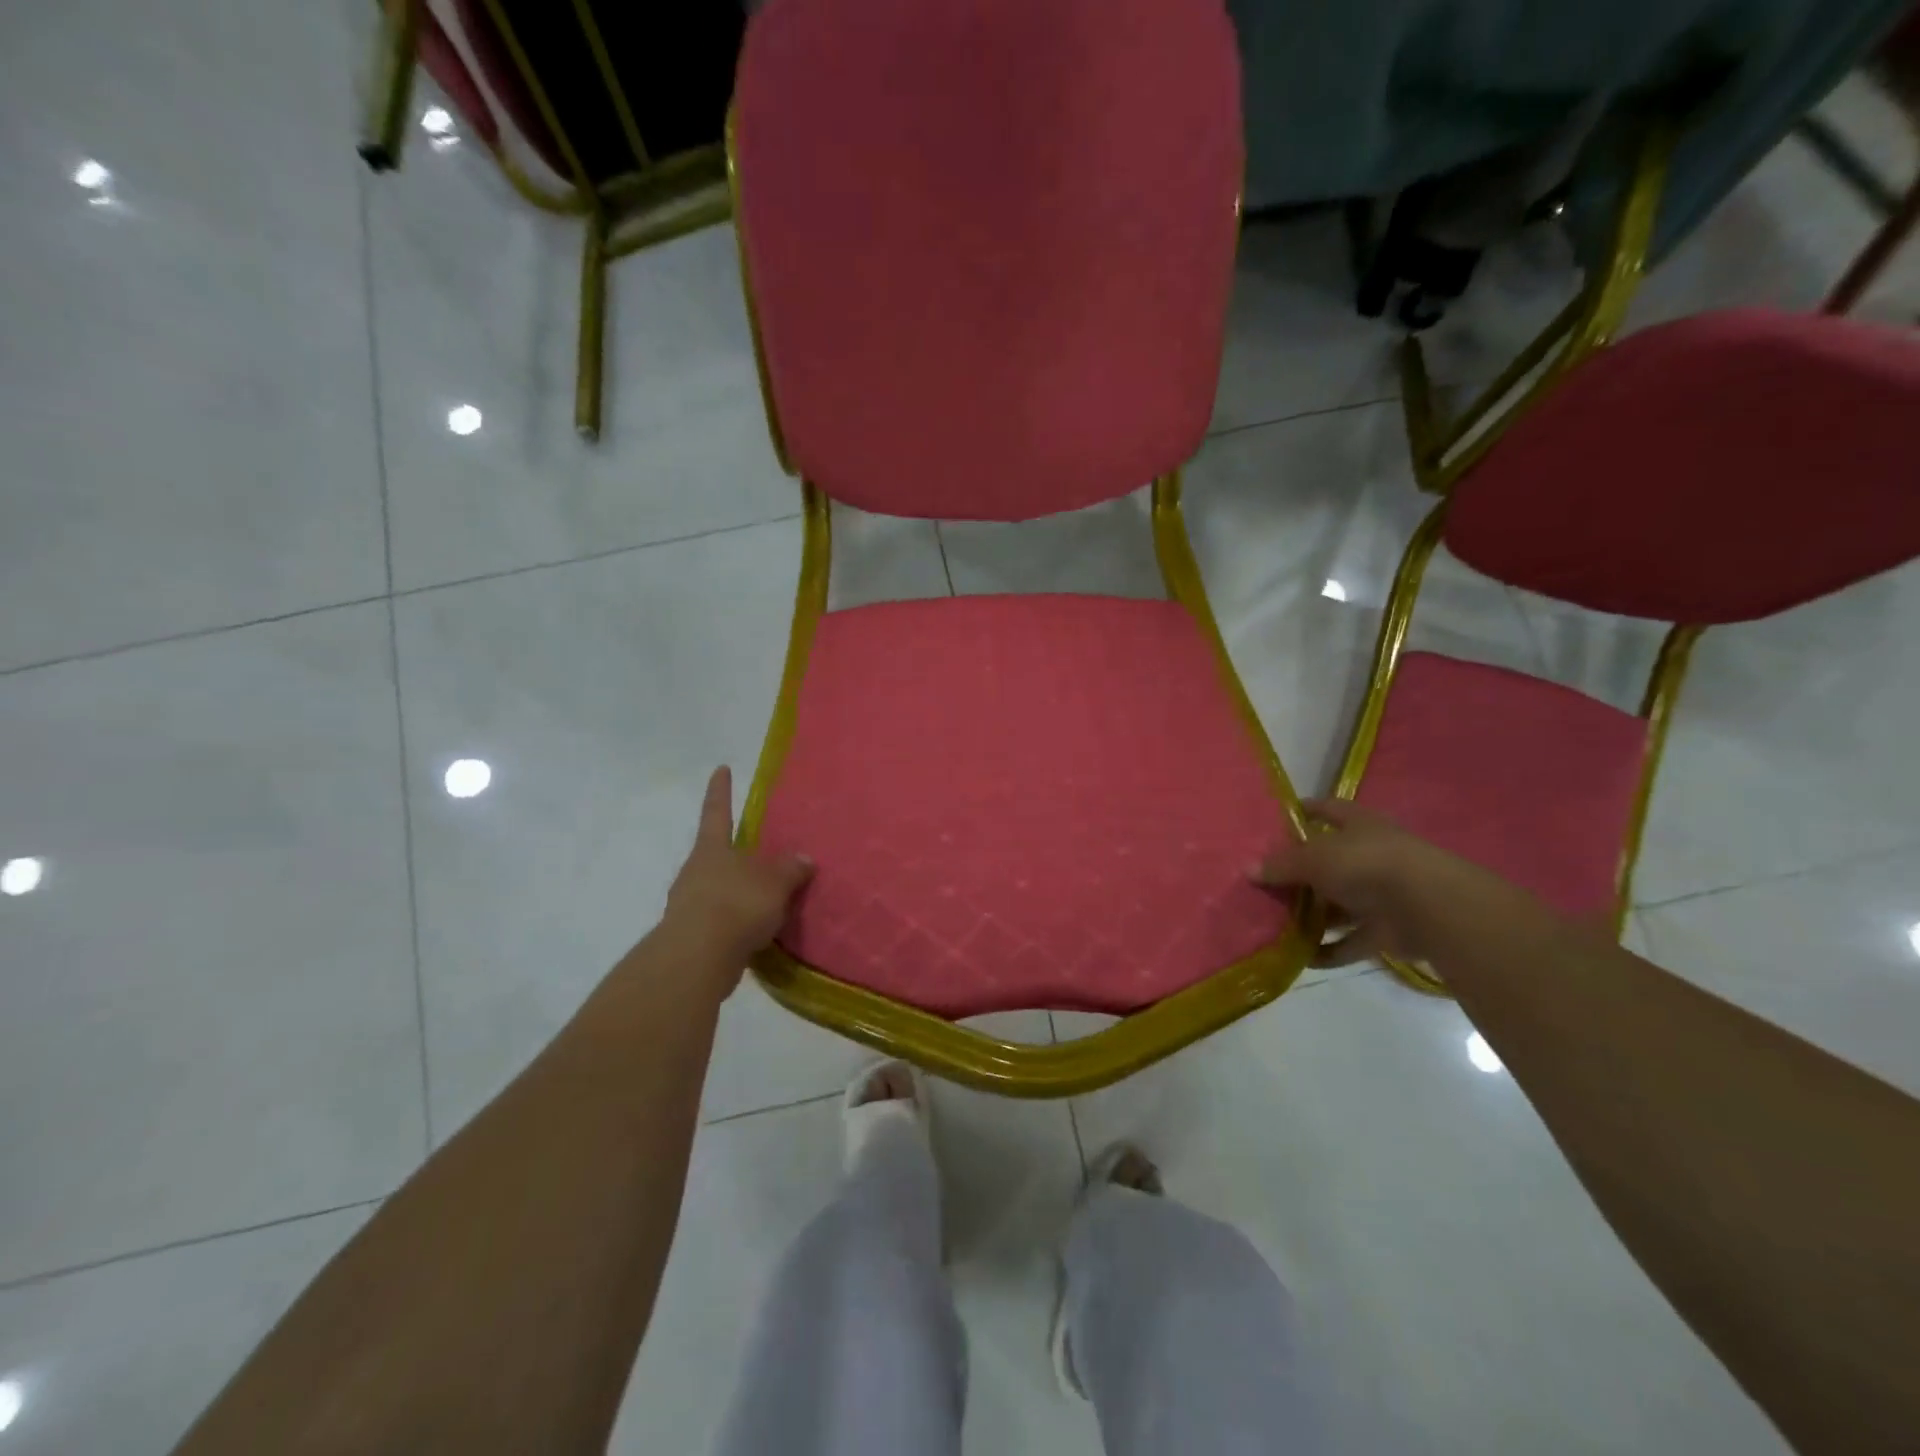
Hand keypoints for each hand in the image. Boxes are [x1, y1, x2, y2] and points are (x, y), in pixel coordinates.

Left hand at [660, 767, 813, 986]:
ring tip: (767, 899)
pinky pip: (720, 920)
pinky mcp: (692, 935)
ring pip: (718, 888)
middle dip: (736, 854)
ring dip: (738, 891)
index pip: (718, 811)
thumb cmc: (736, 905)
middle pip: (716, 854)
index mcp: (712, 849)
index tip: (721, 768)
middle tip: (760, 854)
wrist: (697, 959)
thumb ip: (790, 869)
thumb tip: (803, 858)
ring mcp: (689, 904)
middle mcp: (695, 871)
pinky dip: (737, 921)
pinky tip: (757, 930)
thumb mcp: (775, 882)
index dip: (721, 790)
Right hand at [1253, 797, 1502, 967]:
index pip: (1326, 810)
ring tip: (1274, 921)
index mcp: (1358, 826)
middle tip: (1263, 880)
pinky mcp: (1384, 930)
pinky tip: (1300, 957)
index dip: (1304, 811)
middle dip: (1299, 872)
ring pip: (1337, 904)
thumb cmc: (1365, 864)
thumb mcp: (1313, 858)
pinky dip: (1328, 950)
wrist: (1426, 907)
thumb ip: (1281, 864)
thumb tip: (1248, 869)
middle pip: (1328, 861)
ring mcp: (1379, 894)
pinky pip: (1349, 942)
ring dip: (1312, 915)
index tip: (1277, 818)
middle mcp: (1369, 856)